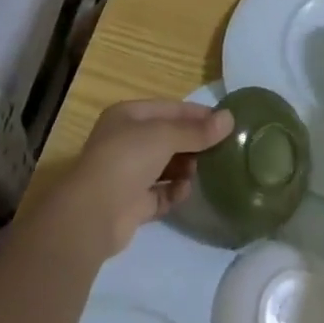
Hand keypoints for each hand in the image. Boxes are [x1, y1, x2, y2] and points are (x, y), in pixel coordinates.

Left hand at [33, 99, 233, 261]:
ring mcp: (128, 174)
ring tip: (204, 171)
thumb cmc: (127, 159)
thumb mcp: (165, 136)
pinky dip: (175, 192)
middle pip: (168, 138)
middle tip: (222, 149)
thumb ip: (197, 130)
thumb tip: (229, 119)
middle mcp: (126, 141)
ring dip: (186, 168)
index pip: (169, 109)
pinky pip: (161, 194)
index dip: (197, 114)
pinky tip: (186, 192)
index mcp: (128, 116)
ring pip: (166, 166)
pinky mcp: (133, 204)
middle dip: (193, 143)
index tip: (226, 122)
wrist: (94, 213)